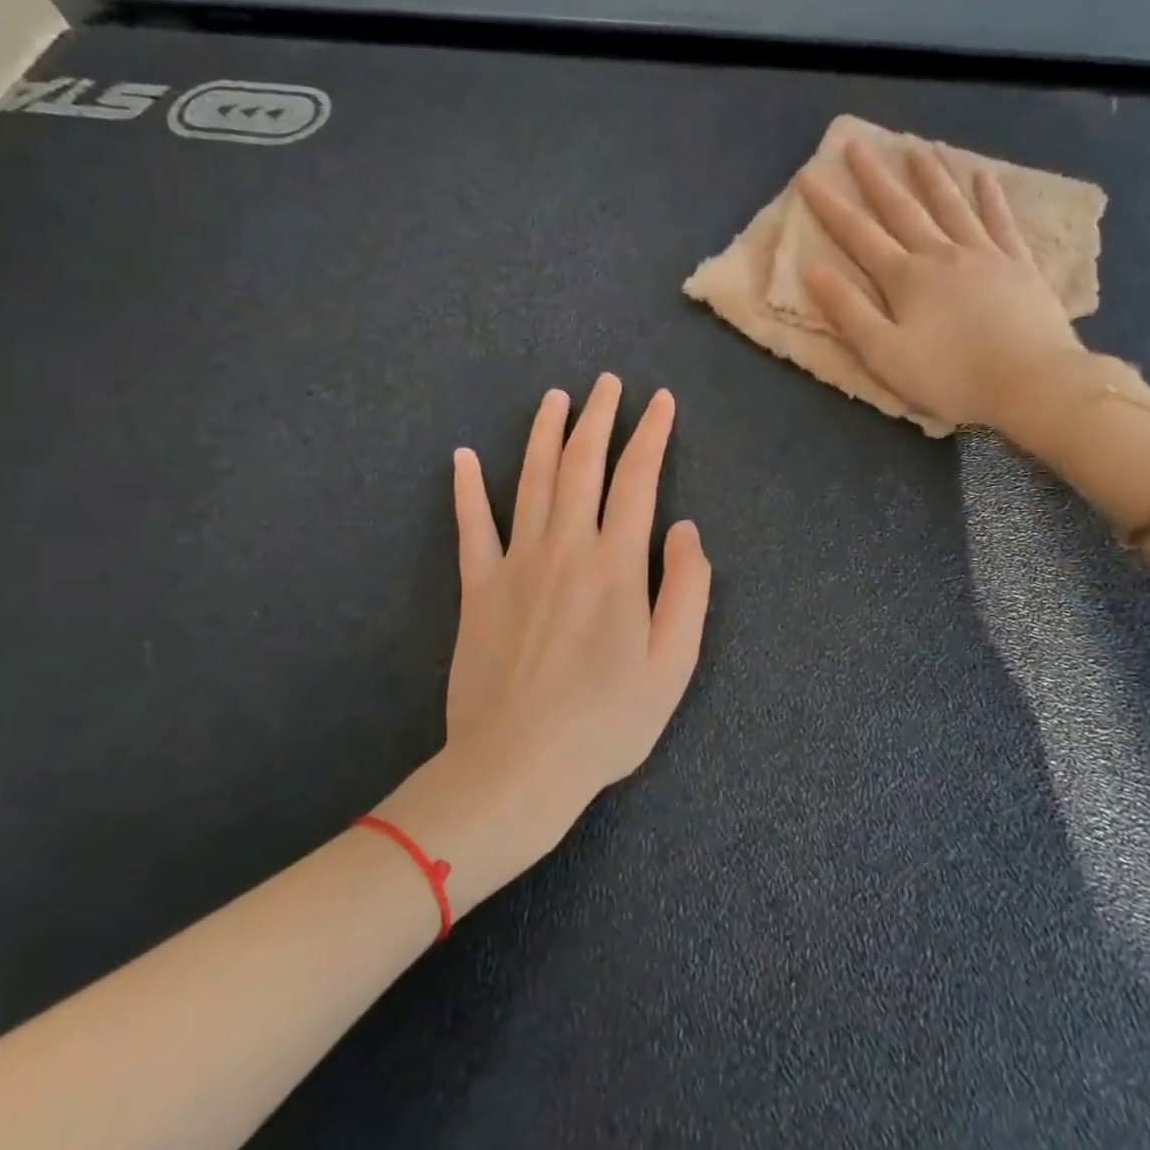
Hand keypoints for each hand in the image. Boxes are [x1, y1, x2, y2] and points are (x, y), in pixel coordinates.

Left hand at [379, 376, 710, 911]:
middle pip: (582, 464)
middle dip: (599, 417)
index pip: (638, 479)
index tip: (661, 401)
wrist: (516, 767)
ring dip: (544, 434)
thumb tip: (685, 529)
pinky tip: (461, 456)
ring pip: (531, 481)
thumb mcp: (673, 665)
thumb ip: (688, 589)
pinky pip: (471, 527)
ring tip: (555, 398)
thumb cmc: (607, 721)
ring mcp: (515, 564)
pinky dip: (466, 489)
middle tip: (608, 382)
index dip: (652, 434)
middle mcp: (566, 548)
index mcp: (617, 564)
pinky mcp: (477, 588)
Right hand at [799, 140, 1085, 435]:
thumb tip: (812, 269)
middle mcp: (942, 255)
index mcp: (906, 278)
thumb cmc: (951, 376)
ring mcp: (985, 256)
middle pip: (903, 209)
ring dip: (932, 177)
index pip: (859, 235)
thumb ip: (848, 311)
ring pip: (952, 207)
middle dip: (876, 178)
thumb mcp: (885, 354)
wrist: (1031, 381)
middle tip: (858, 145)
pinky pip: (1001, 223)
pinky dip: (991, 199)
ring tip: (917, 148)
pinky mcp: (1020, 266)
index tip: (809, 175)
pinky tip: (984, 177)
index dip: (831, 206)